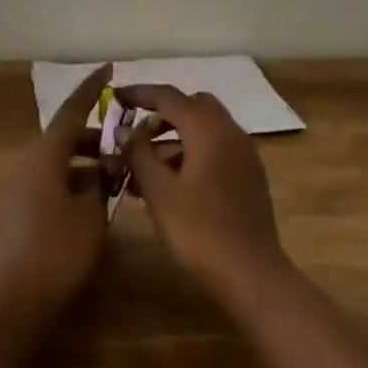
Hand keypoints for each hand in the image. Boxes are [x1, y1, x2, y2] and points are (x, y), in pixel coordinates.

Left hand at [0, 64, 113, 317]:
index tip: (110, 69)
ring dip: (86, 159)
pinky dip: (75, 178)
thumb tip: (108, 167)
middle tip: (126, 140)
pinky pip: (52, 178)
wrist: (14, 296)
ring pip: (59, 158)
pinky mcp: (21, 207)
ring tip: (117, 172)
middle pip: (65, 135)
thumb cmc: (58, 250)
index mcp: (46, 155)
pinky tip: (96, 197)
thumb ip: (103, 183)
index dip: (92, 89)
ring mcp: (22, 185)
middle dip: (96, 134)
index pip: (73, 110)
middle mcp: (30, 162)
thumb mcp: (92, 214)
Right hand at [117, 85, 288, 306]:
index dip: (140, 93)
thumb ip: (139, 153)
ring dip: (177, 135)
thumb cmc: (198, 230)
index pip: (169, 96)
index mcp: (207, 129)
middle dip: (163, 112)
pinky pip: (217, 148)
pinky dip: (194, 151)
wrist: (251, 273)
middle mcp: (230, 131)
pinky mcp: (249, 175)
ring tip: (146, 163)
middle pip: (193, 105)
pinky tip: (173, 181)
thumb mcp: (159, 191)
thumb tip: (124, 129)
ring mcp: (244, 153)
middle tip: (136, 131)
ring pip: (206, 128)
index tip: (116, 96)